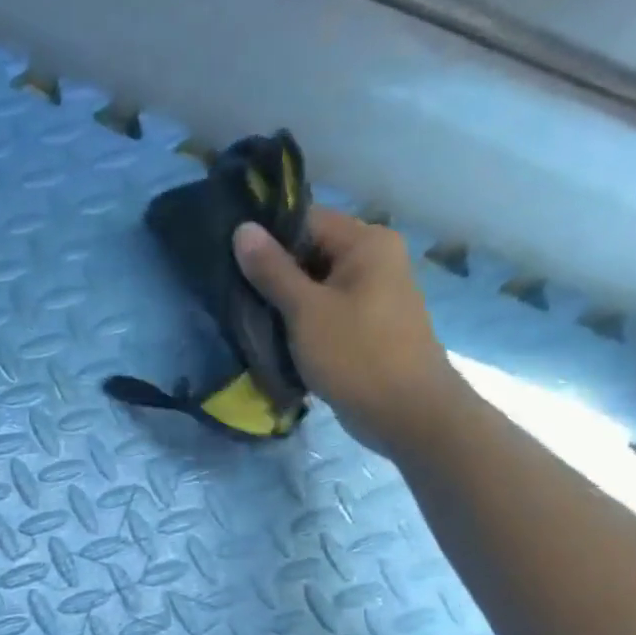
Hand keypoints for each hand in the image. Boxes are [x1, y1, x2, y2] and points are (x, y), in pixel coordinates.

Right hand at [233, 209, 466, 452]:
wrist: (406, 413)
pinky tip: (274, 338)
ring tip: (247, 318)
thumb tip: (243, 229)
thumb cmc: (356, 355)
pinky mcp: (366, 326)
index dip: (266, 238)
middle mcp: (375, 259)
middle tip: (232, 294)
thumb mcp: (305, 311)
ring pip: (315, 287)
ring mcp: (374, 294)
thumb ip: (272, 270)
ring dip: (284, 303)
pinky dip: (301, 322)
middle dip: (272, 274)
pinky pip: (326, 312)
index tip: (228, 260)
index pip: (306, 221)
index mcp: (366, 242)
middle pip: (311, 253)